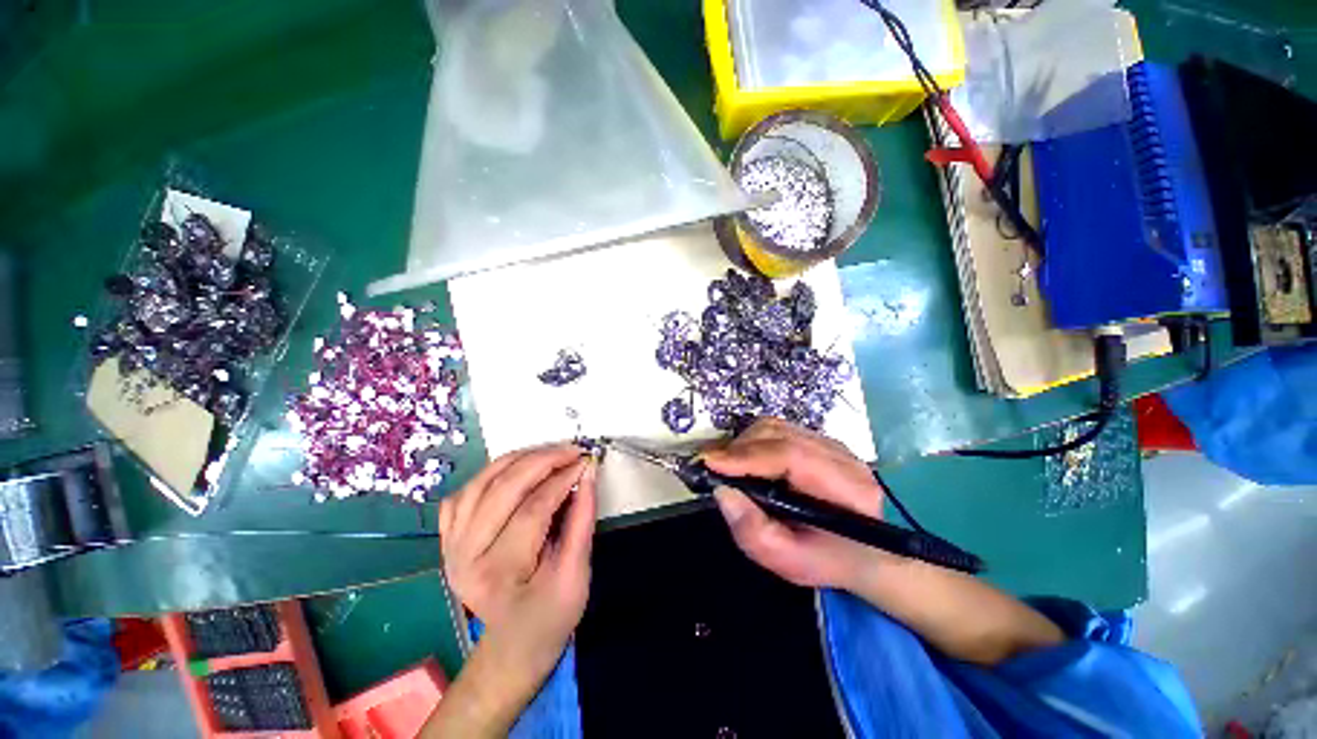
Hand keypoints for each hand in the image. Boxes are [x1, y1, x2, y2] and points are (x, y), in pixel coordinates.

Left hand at [437, 444, 596, 728]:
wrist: (513, 646)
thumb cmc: (550, 616)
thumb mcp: (577, 573)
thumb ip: (582, 518)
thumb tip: (588, 472)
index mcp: (499, 573)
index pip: (533, 509)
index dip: (563, 479)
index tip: (586, 461)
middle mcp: (465, 556)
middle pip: (504, 488)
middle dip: (543, 460)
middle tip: (572, 450)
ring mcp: (451, 545)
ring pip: (482, 482)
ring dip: (519, 459)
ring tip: (550, 453)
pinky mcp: (449, 538)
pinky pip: (465, 492)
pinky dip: (491, 473)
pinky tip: (515, 470)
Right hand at [702, 418, 889, 589]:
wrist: (864, 552)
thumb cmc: (827, 559)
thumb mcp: (788, 561)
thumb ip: (752, 531)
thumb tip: (722, 491)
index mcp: (846, 489)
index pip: (791, 456)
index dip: (747, 456)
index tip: (711, 463)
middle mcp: (842, 457)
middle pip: (780, 434)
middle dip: (740, 448)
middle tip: (715, 468)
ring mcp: (831, 443)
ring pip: (776, 427)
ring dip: (744, 442)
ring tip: (728, 465)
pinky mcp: (818, 439)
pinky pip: (778, 429)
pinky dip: (754, 440)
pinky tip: (746, 460)